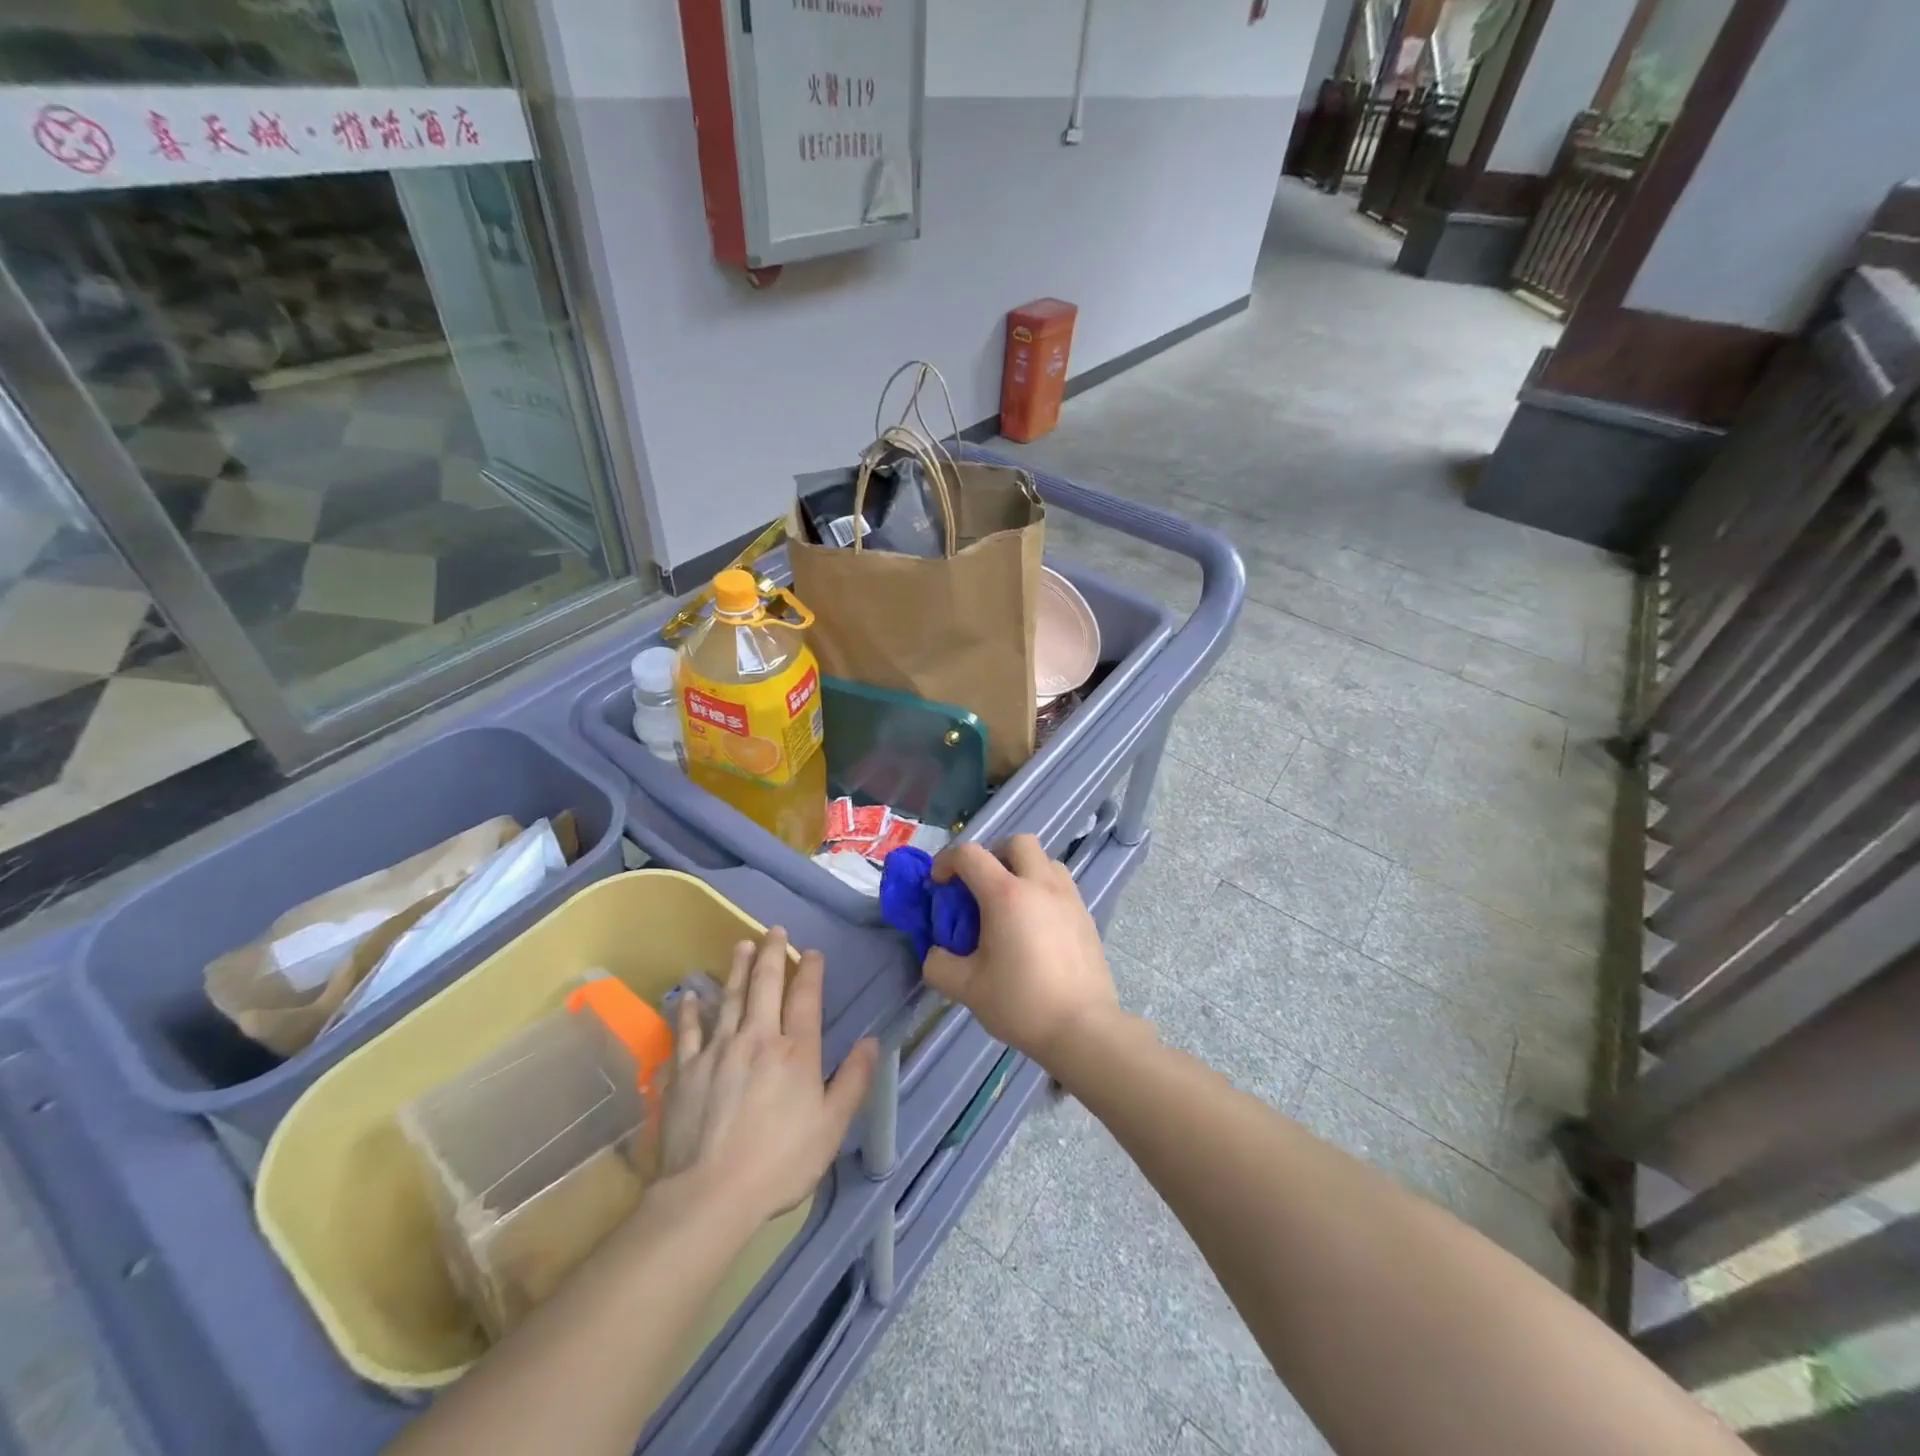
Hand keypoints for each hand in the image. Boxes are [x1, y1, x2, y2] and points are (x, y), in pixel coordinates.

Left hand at [653, 930, 876, 1226]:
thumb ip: (853, 1081)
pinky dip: (690, 1010)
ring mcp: (718, 1051)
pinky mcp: (685, 1069)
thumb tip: (871, 1042)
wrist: (710, 1194)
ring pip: (730, 998)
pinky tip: (691, 995)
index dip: (811, 971)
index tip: (812, 952)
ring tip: (742, 945)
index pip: (806, 998)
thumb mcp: (831, 1127)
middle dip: (772, 954)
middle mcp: (758, 1039)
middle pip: (766, 985)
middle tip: (774, 931)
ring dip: (738, 969)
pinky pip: (688, 1031)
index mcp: (796, 1051)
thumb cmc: (780, 1162)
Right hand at [922, 836, 1117, 1065]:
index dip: (947, 862)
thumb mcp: (966, 988)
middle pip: (1017, 842)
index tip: (939, 884)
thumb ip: (939, 965)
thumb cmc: (1021, 1003)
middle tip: (981, 886)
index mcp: (1006, 895)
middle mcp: (1040, 885)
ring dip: (1023, 869)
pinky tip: (1036, 926)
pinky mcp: (1086, 915)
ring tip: (1011, 904)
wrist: (1083, 1028)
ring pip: (1045, 860)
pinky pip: (1061, 885)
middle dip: (993, 854)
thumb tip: (935, 953)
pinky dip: (1043, 890)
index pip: (970, 855)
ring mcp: (1069, 898)